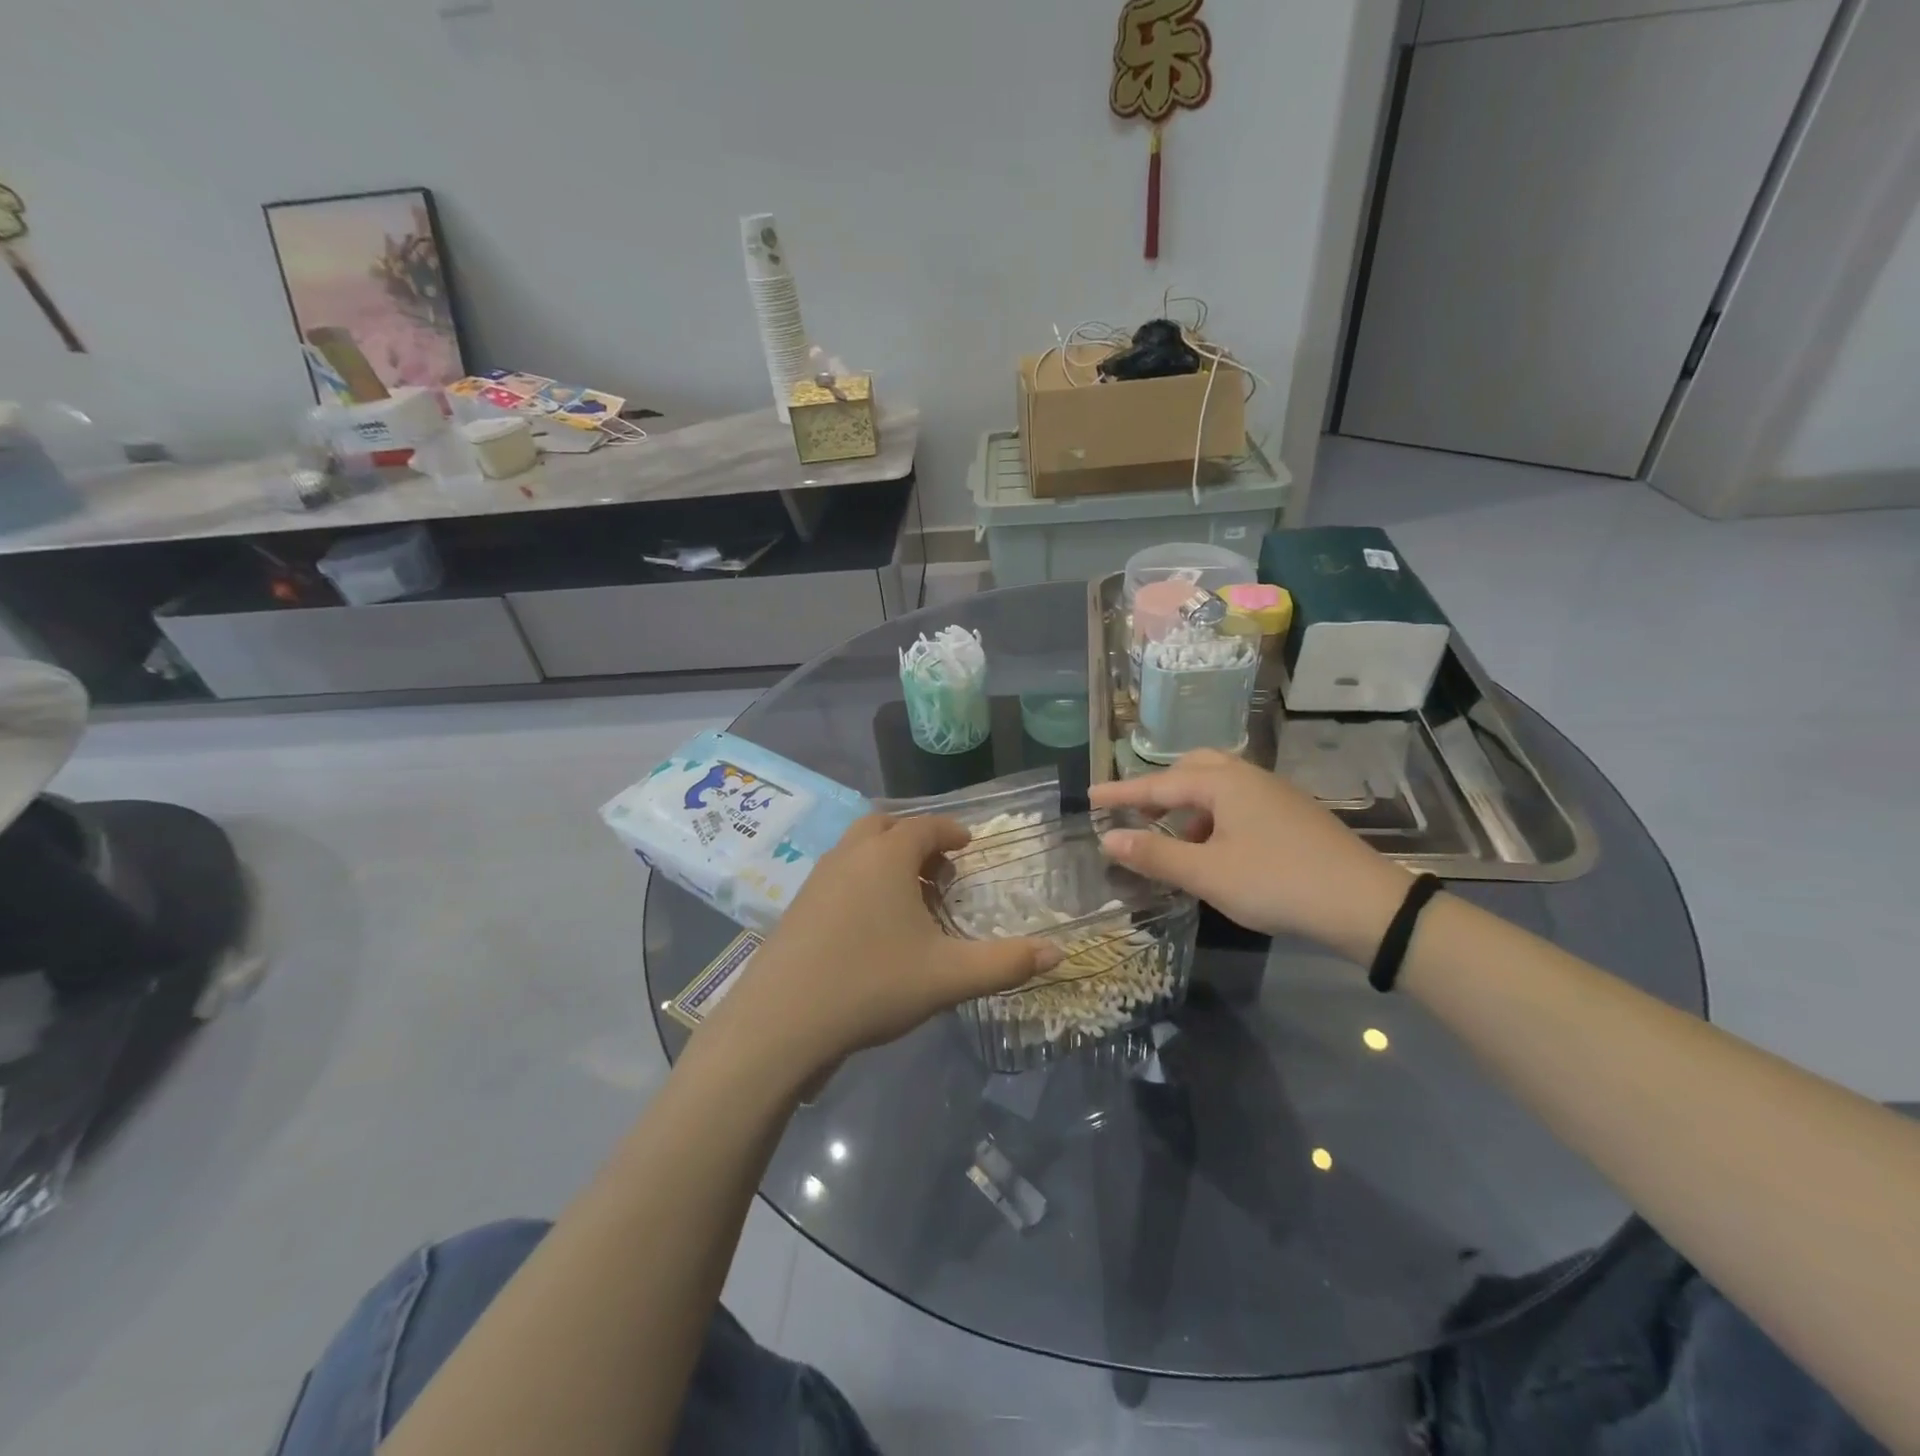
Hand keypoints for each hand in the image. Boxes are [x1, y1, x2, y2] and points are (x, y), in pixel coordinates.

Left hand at [705, 815, 1061, 1082]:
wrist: (781, 1021)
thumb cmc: (872, 984)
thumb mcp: (948, 977)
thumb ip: (1006, 963)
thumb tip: (1060, 954)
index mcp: (887, 856)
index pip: (925, 826)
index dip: (951, 831)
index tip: (968, 845)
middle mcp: (850, 854)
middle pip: (886, 826)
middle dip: (916, 840)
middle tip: (939, 871)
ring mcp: (818, 878)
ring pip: (858, 849)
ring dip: (887, 859)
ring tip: (910, 900)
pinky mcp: (797, 905)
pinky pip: (839, 874)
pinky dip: (862, 880)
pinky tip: (872, 926)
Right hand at [1092, 750, 1411, 961]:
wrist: (1365, 905)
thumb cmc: (1277, 882)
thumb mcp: (1208, 873)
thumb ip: (1155, 854)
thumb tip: (1108, 838)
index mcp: (1223, 783)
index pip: (1158, 784)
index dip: (1121, 793)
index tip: (1090, 797)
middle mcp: (1248, 777)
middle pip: (1191, 770)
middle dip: (1159, 791)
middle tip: (1136, 815)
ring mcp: (1274, 794)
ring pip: (1218, 786)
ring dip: (1187, 806)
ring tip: (1173, 840)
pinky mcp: (1291, 815)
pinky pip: (1238, 802)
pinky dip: (1213, 816)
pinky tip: (1215, 849)